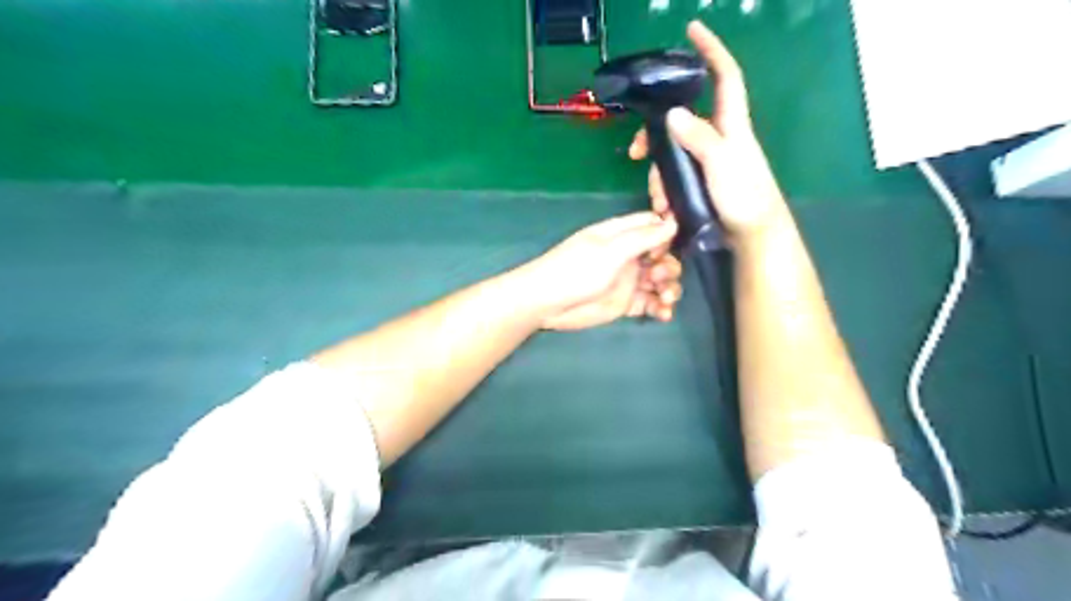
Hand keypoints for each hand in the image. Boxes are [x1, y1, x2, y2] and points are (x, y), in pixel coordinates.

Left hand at [522, 212, 684, 331]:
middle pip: (662, 255)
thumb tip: (673, 222)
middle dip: (669, 265)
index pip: (653, 226)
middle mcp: (627, 255)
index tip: (668, 248)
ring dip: (669, 288)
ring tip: (666, 299)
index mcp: (621, 235)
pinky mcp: (625, 304)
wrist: (547, 303)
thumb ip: (642, 238)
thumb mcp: (610, 250)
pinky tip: (664, 314)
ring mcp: (627, 280)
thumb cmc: (575, 270)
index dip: (667, 235)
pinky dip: (660, 308)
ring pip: (660, 281)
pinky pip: (650, 303)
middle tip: (658, 277)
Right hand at [630, 20, 784, 240]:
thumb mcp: (722, 164)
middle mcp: (717, 137)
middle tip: (635, 152)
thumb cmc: (744, 197)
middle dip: (654, 133)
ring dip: (657, 172)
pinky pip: (674, 174)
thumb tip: (673, 112)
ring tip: (657, 199)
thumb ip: (700, 138)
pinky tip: (661, 205)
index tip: (692, 30)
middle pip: (681, 119)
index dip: (711, 50)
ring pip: (672, 151)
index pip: (724, 76)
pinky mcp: (699, 181)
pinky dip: (663, 187)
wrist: (752, 236)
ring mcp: (706, 160)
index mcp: (731, 124)